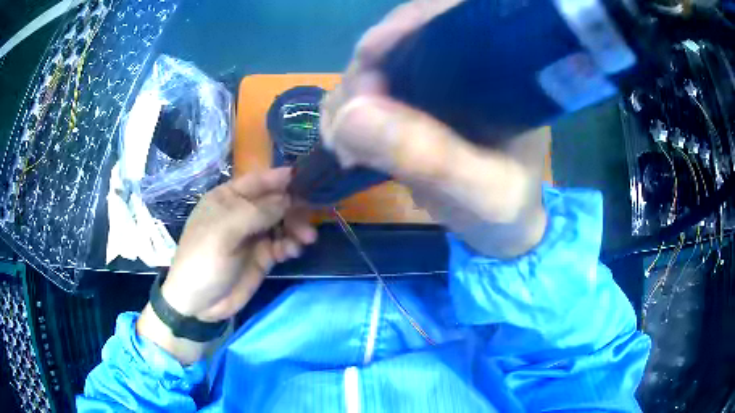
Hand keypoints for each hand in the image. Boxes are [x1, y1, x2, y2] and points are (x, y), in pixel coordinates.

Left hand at [137, 168, 315, 363]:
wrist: (198, 302)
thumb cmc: (203, 259)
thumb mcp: (225, 231)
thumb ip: (257, 212)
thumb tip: (288, 199)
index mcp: (228, 199)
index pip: (258, 181)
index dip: (280, 178)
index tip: (307, 177)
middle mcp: (243, 213)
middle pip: (275, 202)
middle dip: (294, 207)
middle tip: (309, 218)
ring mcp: (253, 236)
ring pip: (283, 223)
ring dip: (297, 227)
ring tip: (306, 239)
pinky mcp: (262, 257)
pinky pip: (282, 244)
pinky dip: (291, 245)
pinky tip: (293, 251)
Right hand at [321, 1, 547, 258]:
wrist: (502, 231)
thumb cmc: (505, 211)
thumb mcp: (481, 192)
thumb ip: (430, 157)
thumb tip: (349, 116)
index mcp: (501, 73)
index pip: (448, 22)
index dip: (403, 26)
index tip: (366, 57)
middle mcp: (469, 69)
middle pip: (403, 41)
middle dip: (364, 72)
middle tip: (344, 122)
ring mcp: (439, 86)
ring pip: (380, 67)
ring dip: (349, 95)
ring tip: (340, 139)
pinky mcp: (417, 106)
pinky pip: (372, 94)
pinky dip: (348, 111)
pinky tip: (342, 138)